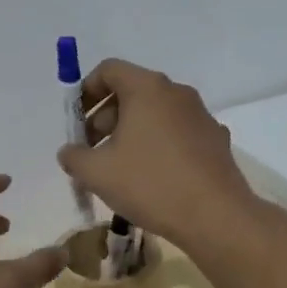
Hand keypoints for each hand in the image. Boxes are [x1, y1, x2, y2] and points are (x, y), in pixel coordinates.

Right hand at [57, 59, 259, 246]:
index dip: (85, 91)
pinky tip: (152, 178)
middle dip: (105, 117)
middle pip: (132, 91)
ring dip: (130, 132)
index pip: (109, 70)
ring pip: (155, 113)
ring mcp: (201, 116)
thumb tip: (70, 152)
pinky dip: (157, 145)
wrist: (216, 217)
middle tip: (92, 150)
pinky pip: (176, 133)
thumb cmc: (150, 184)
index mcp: (147, 88)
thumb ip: (73, 156)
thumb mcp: (96, 172)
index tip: (76, 122)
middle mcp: (177, 93)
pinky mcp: (215, 140)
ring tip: (119, 168)